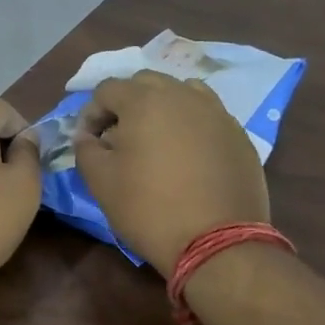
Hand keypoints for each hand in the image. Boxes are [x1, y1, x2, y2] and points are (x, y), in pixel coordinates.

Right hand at [72, 72, 268, 272]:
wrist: (217, 241)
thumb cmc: (149, 208)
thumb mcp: (101, 182)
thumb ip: (86, 150)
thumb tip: (87, 136)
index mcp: (144, 100)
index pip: (107, 89)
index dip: (91, 113)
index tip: (90, 142)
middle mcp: (182, 95)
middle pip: (146, 83)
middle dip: (127, 104)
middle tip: (120, 138)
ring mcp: (216, 112)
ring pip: (182, 93)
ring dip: (162, 108)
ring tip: (157, 141)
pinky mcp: (238, 134)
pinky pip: (208, 116)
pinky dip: (191, 125)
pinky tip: (188, 156)